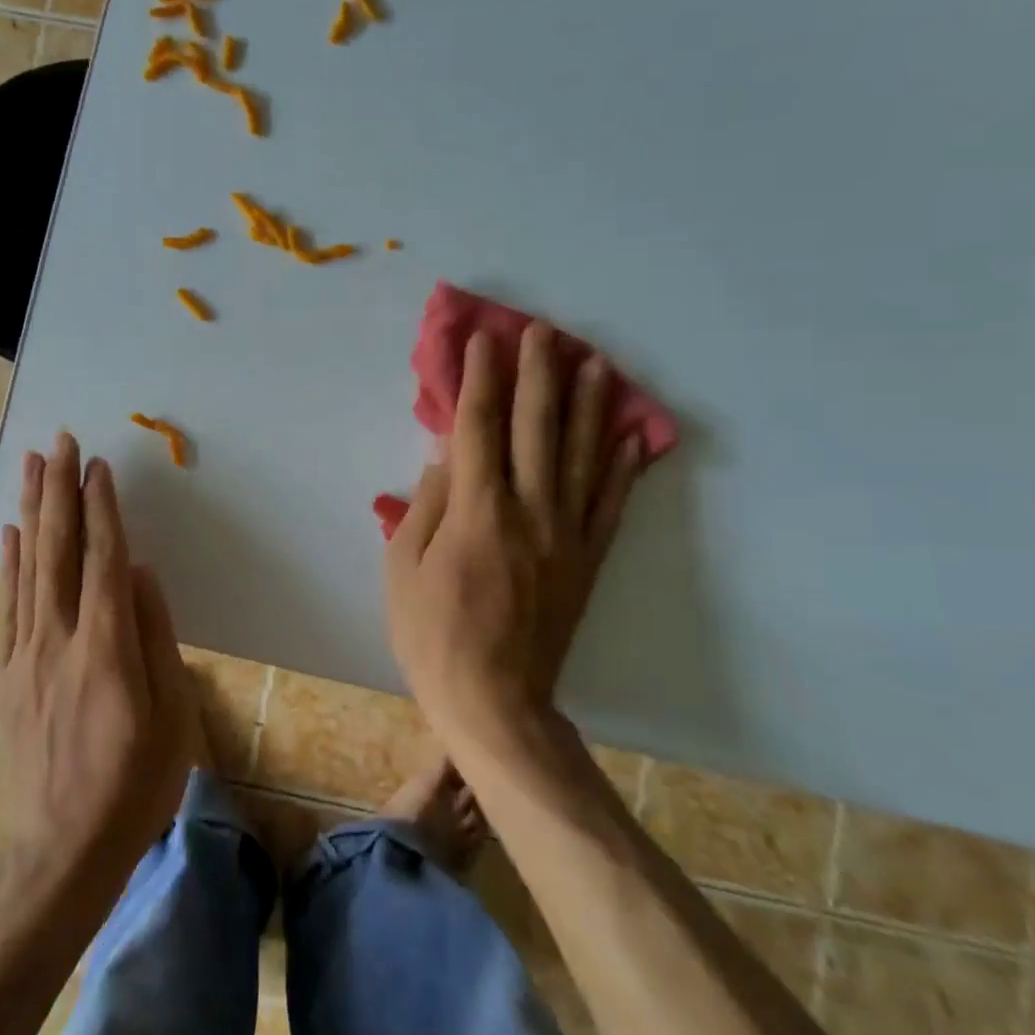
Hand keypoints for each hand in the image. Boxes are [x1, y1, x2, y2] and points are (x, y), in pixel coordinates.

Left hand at [0, 433, 198, 899]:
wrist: (62, 849)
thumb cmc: (135, 784)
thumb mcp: (173, 715)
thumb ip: (156, 636)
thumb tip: (139, 572)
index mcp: (105, 649)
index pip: (103, 559)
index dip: (102, 508)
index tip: (98, 465)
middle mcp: (58, 640)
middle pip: (58, 550)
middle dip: (60, 491)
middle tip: (59, 441)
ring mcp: (24, 656)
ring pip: (27, 568)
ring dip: (32, 512)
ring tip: (31, 467)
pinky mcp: (5, 675)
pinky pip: (5, 606)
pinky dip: (8, 563)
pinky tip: (11, 535)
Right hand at [384, 323, 641, 740]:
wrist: (495, 701)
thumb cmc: (432, 634)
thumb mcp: (403, 568)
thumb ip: (426, 505)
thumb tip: (446, 456)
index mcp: (476, 512)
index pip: (479, 427)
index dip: (480, 380)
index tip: (483, 341)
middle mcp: (529, 511)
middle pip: (536, 428)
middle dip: (538, 374)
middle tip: (543, 332)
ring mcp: (566, 534)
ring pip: (581, 455)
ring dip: (589, 404)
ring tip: (596, 362)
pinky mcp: (587, 559)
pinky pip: (610, 503)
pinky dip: (621, 465)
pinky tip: (630, 434)